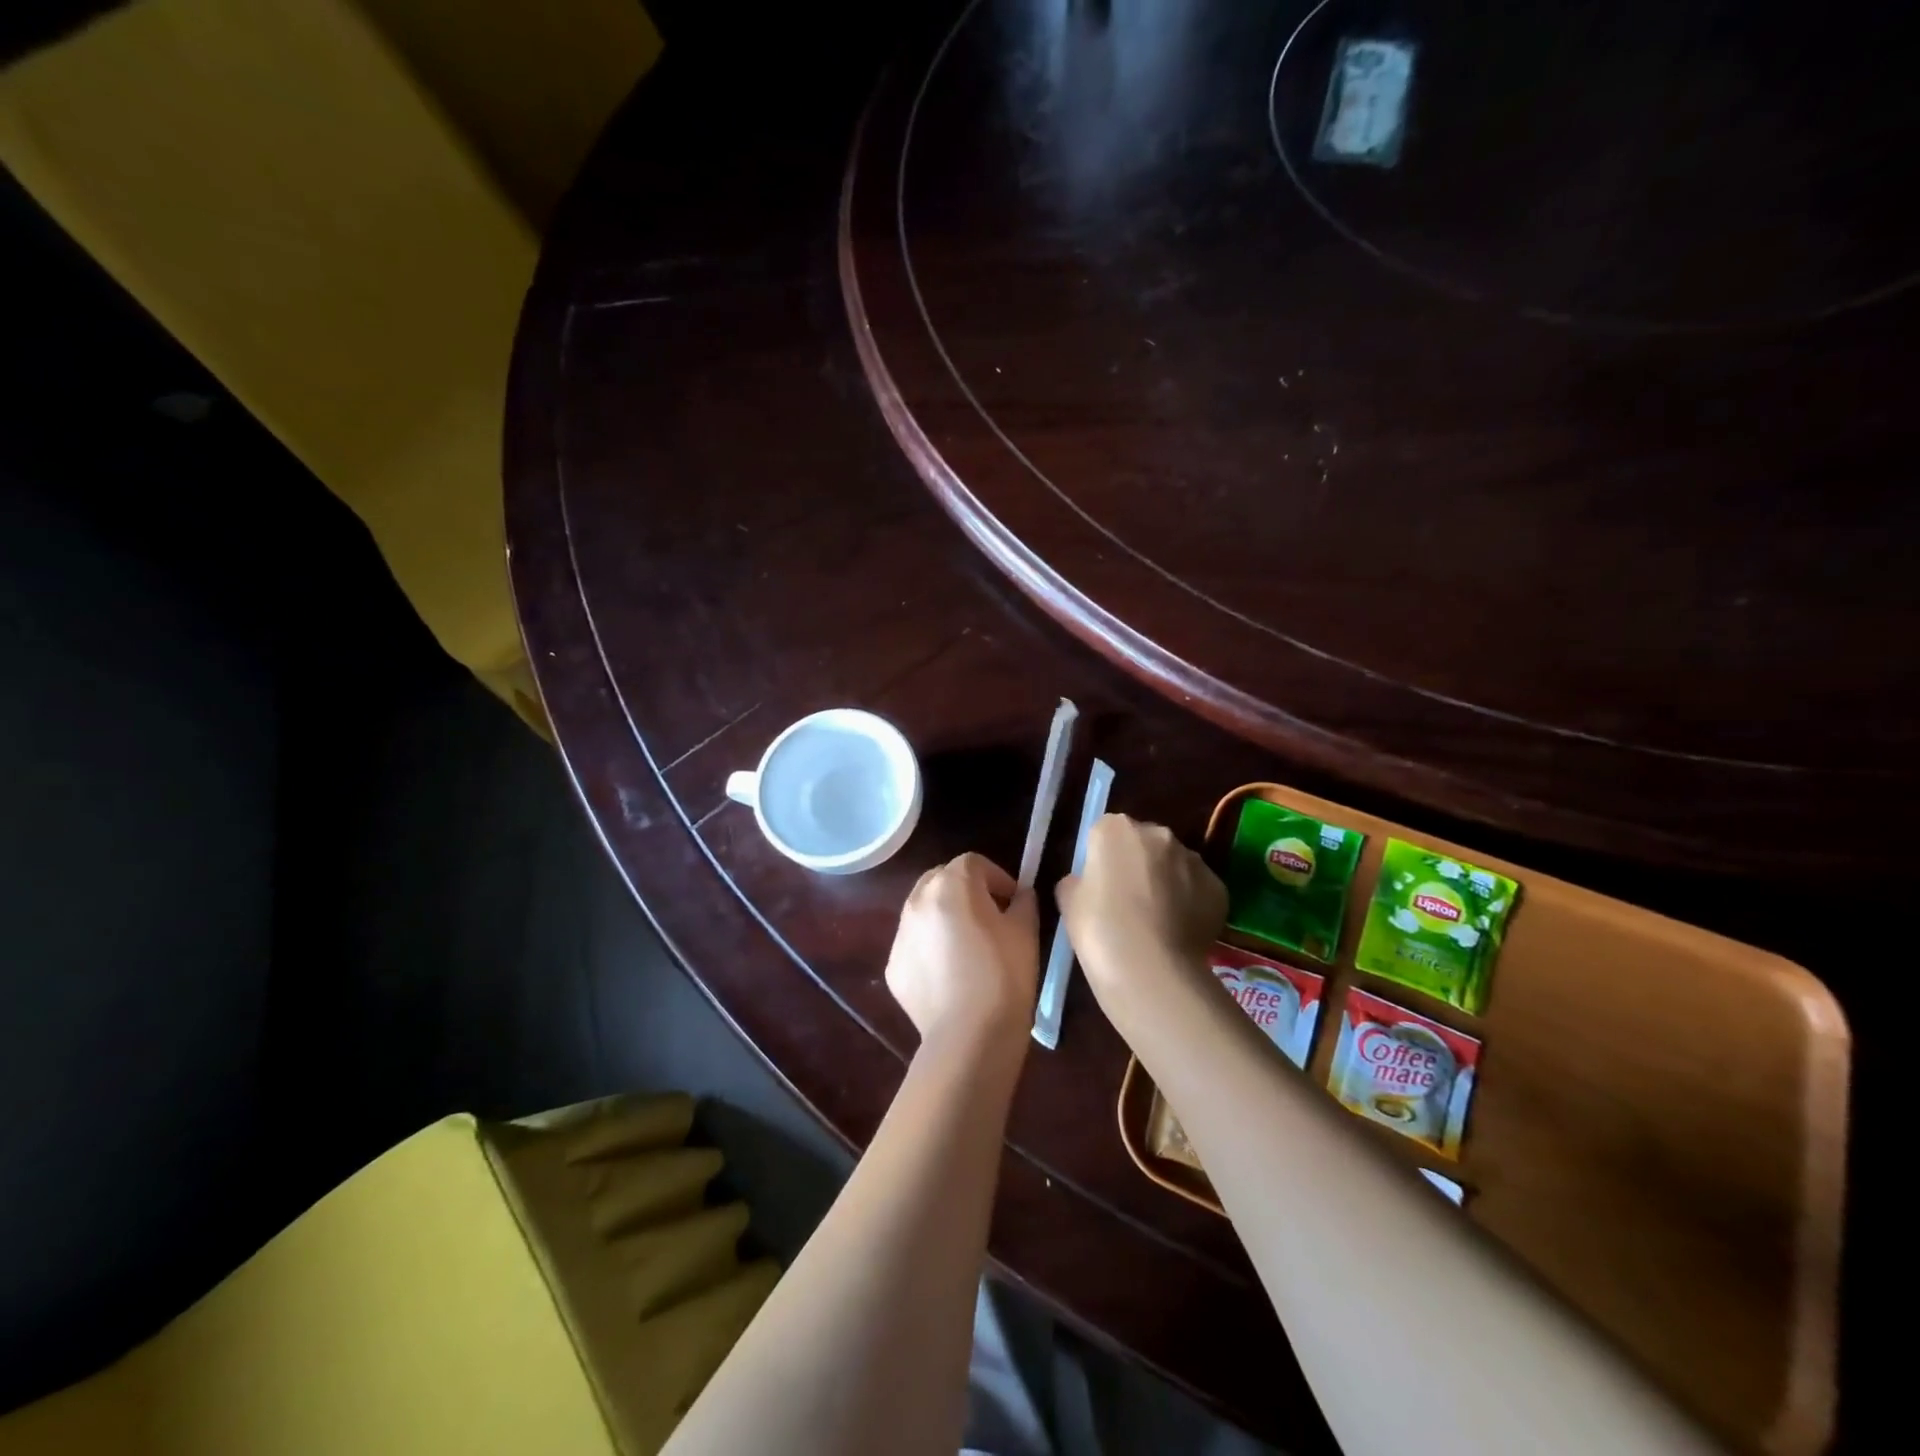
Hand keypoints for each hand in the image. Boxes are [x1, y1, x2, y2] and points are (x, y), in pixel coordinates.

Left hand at [885, 852, 1038, 1055]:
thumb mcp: (1026, 933)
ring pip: (923, 910)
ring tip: (966, 945)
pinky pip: (914, 944)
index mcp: (952, 885)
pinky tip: (950, 974)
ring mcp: (901, 934)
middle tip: (988, 915)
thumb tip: (1019, 896)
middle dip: (964, 888)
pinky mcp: (893, 966)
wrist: (969, 1037)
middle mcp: (918, 901)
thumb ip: (1023, 903)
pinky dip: (930, 948)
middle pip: (940, 878)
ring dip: (943, 915)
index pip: (973, 863)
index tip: (1013, 900)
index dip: (996, 877)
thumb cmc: (1004, 977)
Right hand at [1056, 814, 1225, 1019]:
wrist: (1149, 969)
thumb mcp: (1069, 901)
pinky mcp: (1218, 887)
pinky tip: (1178, 931)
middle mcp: (1158, 834)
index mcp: (1115, 829)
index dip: (1102, 859)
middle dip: (1138, 864)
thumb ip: (1078, 881)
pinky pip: (1198, 890)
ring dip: (1166, 882)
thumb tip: (1088, 882)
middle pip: (1144, 843)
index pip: (1105, 832)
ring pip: (1175, 865)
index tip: (1100, 885)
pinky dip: (1190, 903)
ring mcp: (1193, 859)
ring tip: (1157, 921)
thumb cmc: (1099, 929)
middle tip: (1128, 901)